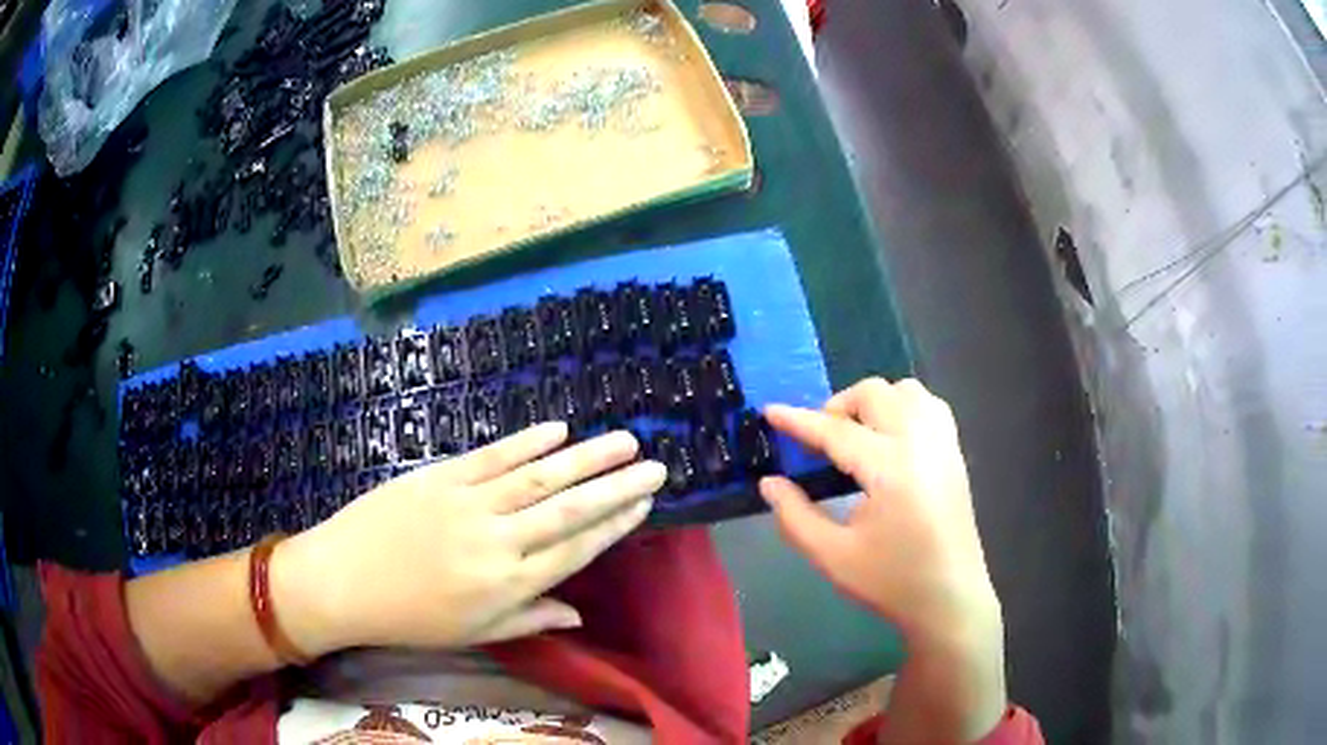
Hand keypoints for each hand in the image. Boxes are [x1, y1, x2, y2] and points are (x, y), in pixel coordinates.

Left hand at [273, 423, 664, 655]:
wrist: (343, 580)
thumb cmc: (411, 617)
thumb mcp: (473, 633)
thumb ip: (530, 618)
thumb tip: (581, 613)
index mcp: (508, 584)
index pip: (576, 548)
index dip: (615, 524)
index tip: (645, 504)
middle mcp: (498, 540)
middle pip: (569, 508)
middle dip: (616, 485)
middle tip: (654, 465)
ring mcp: (468, 503)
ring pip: (539, 475)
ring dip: (585, 456)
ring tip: (622, 440)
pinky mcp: (440, 476)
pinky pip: (492, 455)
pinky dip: (527, 441)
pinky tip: (557, 430)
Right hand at [760, 379, 1006, 741]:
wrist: (951, 599)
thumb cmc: (892, 581)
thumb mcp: (833, 556)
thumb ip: (795, 517)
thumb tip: (770, 483)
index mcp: (890, 468)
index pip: (836, 431)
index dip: (798, 421)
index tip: (769, 411)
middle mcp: (920, 442)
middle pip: (874, 394)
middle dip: (838, 406)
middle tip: (820, 441)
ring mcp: (943, 444)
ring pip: (906, 390)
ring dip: (874, 402)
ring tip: (857, 435)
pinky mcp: (955, 453)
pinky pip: (929, 406)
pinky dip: (903, 407)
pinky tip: (891, 439)